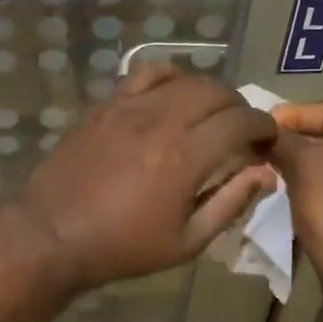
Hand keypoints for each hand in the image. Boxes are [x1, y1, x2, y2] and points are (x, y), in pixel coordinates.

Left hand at [15, 63, 278, 291]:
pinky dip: (168, 76)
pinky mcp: (106, 104)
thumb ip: (229, 203)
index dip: (262, 125)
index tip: (268, 136)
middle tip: (242, 126)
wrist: (54, 234)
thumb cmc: (123, 247)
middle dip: (238, 105)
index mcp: (184, 157)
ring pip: (182, 77)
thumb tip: (265, 174)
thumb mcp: (186, 242)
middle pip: (214, 91)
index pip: (239, 122)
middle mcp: (160, 120)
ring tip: (210, 109)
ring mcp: (129, 106)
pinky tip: (171, 93)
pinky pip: (144, 74)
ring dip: (206, 89)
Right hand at [271, 101, 322, 302]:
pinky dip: (310, 187)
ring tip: (265, 166)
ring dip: (299, 164)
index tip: (260, 123)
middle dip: (294, 140)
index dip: (293, 114)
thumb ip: (284, 140)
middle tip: (259, 144)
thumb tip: (264, 130)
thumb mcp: (307, 167)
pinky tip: (284, 192)